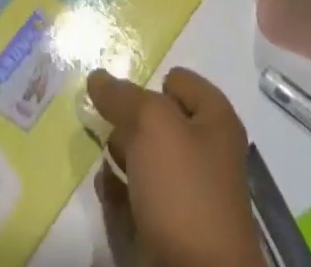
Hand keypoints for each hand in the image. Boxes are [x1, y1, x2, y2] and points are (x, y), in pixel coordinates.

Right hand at [86, 68, 262, 266]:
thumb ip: (122, 96)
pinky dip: (118, 191)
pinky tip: (102, 185)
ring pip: (145, 160)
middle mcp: (203, 154)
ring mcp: (186, 197)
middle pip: (158, 122)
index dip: (149, 82)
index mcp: (214, 121)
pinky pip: (136, 200)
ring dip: (118, 152)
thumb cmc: (184, 189)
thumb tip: (97, 77)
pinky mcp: (166, 233)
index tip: (119, 90)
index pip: (178, 82)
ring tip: (95, 147)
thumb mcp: (152, 124)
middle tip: (98, 115)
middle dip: (127, 118)